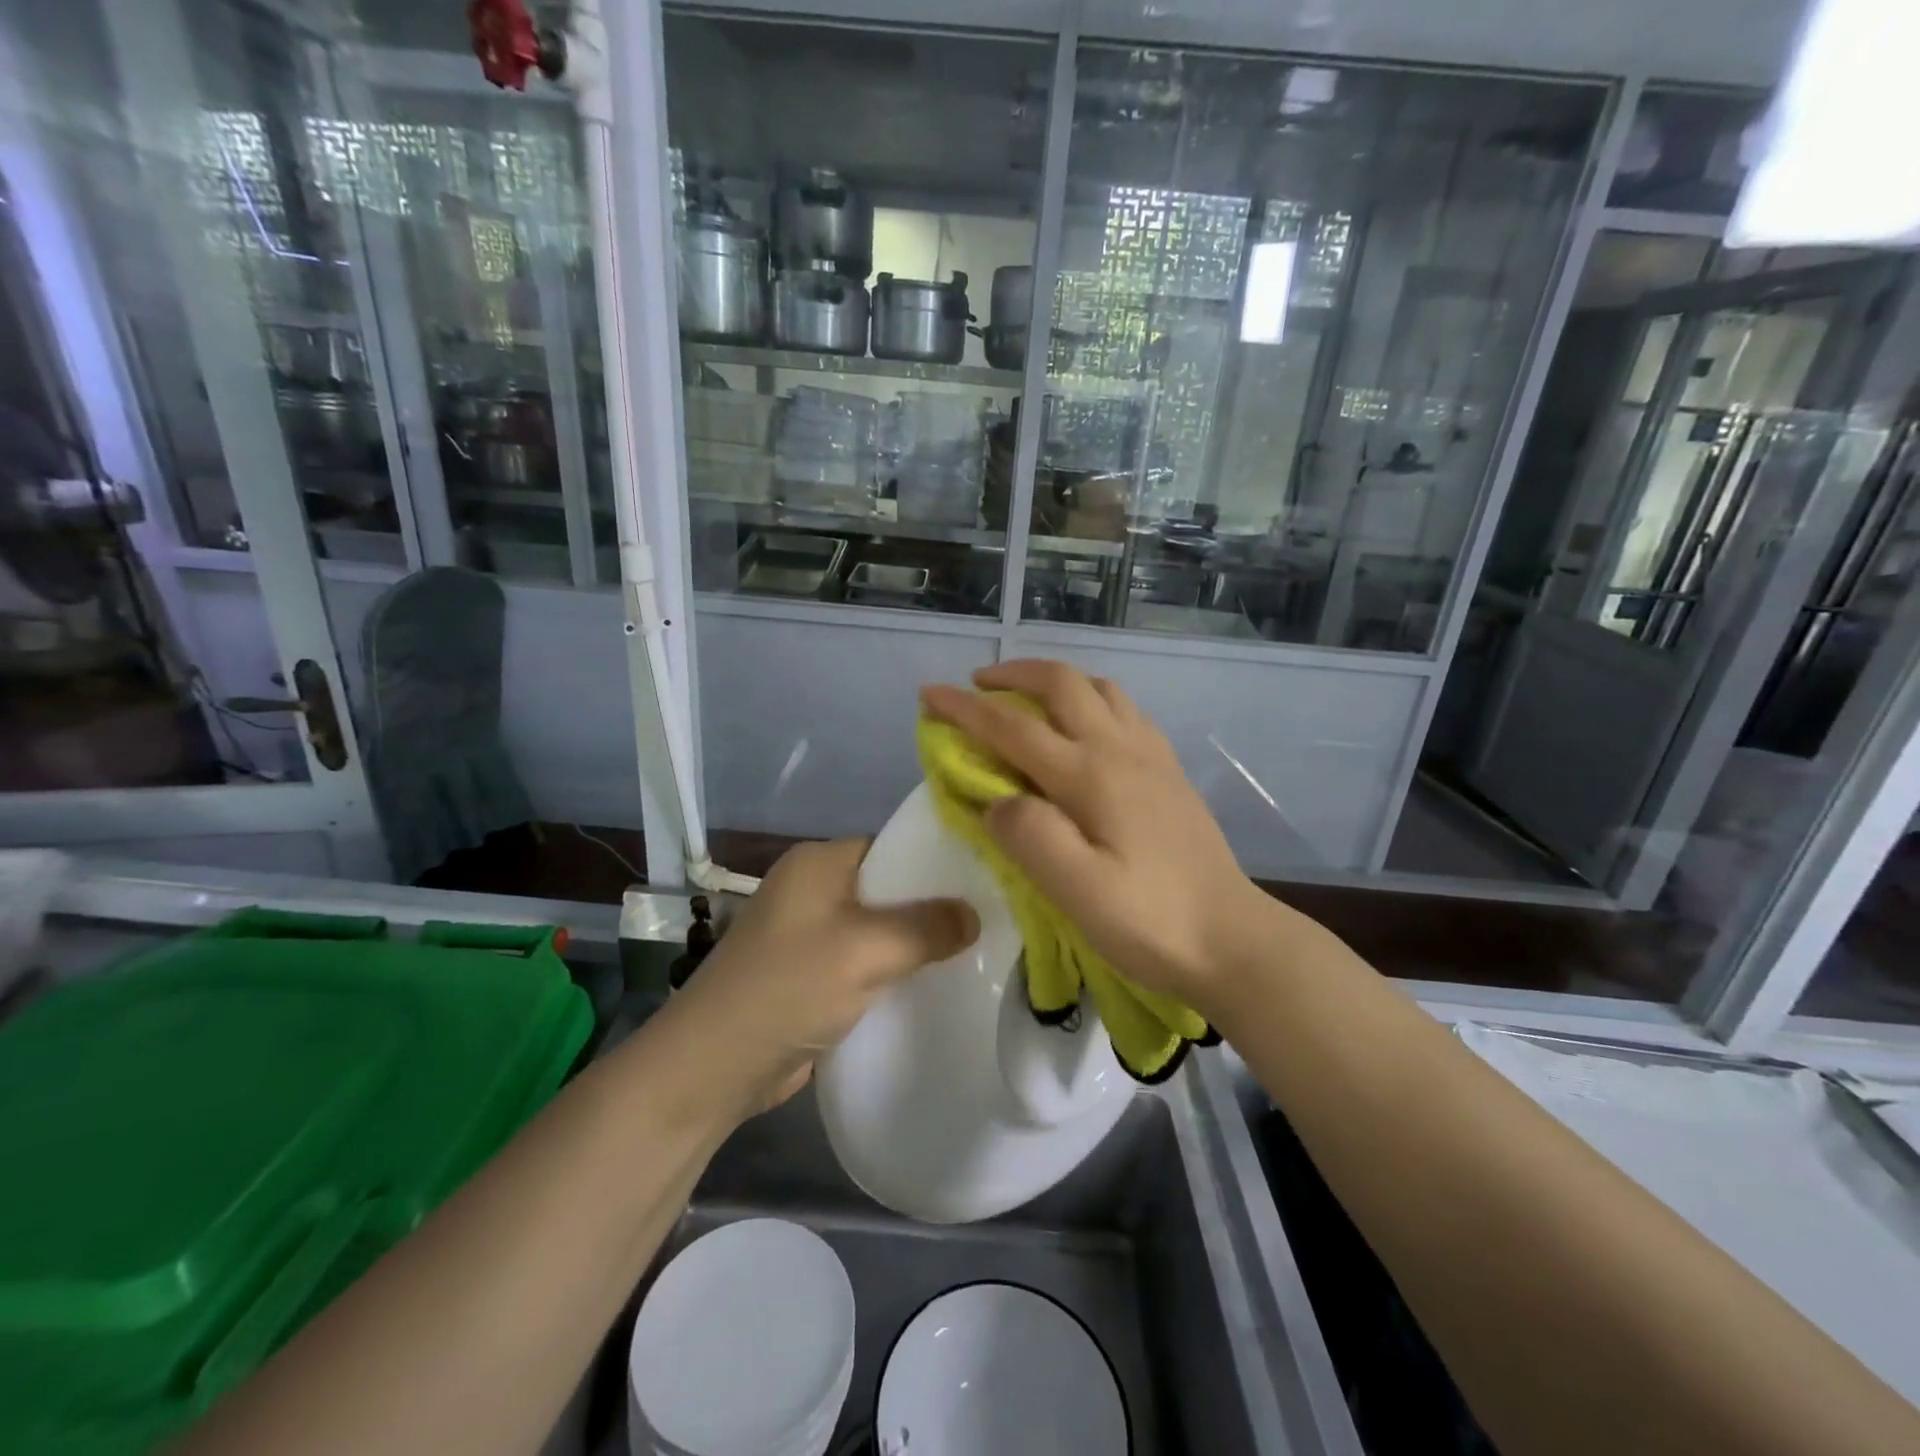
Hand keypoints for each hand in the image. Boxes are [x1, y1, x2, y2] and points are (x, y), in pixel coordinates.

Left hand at [670, 839, 978, 1116]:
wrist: (713, 1067)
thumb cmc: (788, 988)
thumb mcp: (864, 950)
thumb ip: (924, 927)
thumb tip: (974, 914)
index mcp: (818, 863)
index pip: (891, 846)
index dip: (936, 862)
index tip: (985, 882)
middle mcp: (813, 890)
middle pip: (888, 888)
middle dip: (932, 907)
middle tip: (990, 921)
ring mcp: (810, 934)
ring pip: (879, 928)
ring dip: (915, 943)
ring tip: (975, 952)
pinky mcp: (812, 975)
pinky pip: (866, 961)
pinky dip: (895, 970)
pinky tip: (934, 983)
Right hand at [921, 660, 1276, 1018]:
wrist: (1232, 939)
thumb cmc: (1150, 921)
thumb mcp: (1078, 892)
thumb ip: (1029, 837)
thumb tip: (996, 801)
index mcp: (1091, 774)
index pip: (1013, 726)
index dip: (964, 708)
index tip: (928, 694)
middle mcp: (1120, 749)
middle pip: (1062, 684)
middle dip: (1012, 674)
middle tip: (976, 685)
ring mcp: (1151, 756)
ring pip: (1099, 688)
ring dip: (1055, 680)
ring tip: (1027, 697)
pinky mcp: (1169, 771)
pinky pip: (1124, 710)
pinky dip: (1091, 699)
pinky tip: (1084, 727)